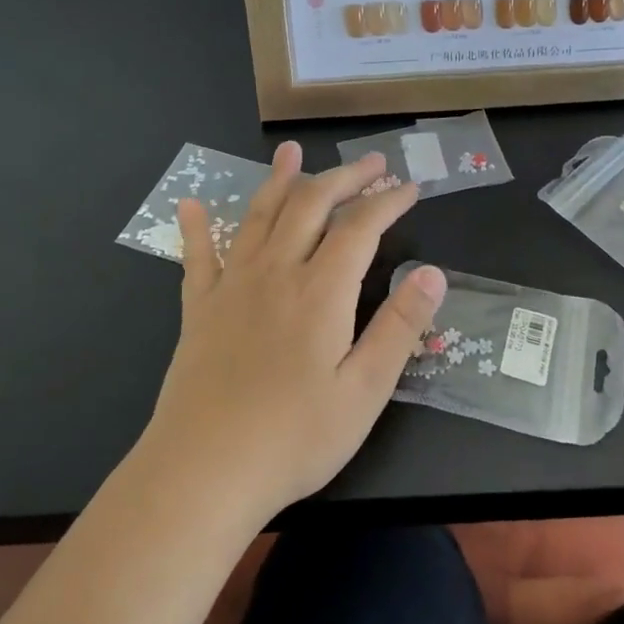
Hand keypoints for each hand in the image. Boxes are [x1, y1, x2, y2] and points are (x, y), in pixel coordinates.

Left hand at [136, 142, 445, 525]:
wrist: (203, 471)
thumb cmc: (294, 438)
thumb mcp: (365, 390)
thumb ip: (399, 327)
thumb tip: (431, 273)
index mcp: (321, 291)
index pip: (360, 227)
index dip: (387, 200)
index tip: (410, 186)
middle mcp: (275, 272)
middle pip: (311, 205)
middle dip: (344, 177)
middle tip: (371, 162)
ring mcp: (232, 286)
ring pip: (259, 215)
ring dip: (280, 179)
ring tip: (292, 152)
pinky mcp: (198, 308)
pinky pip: (197, 254)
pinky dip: (196, 225)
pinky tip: (191, 202)